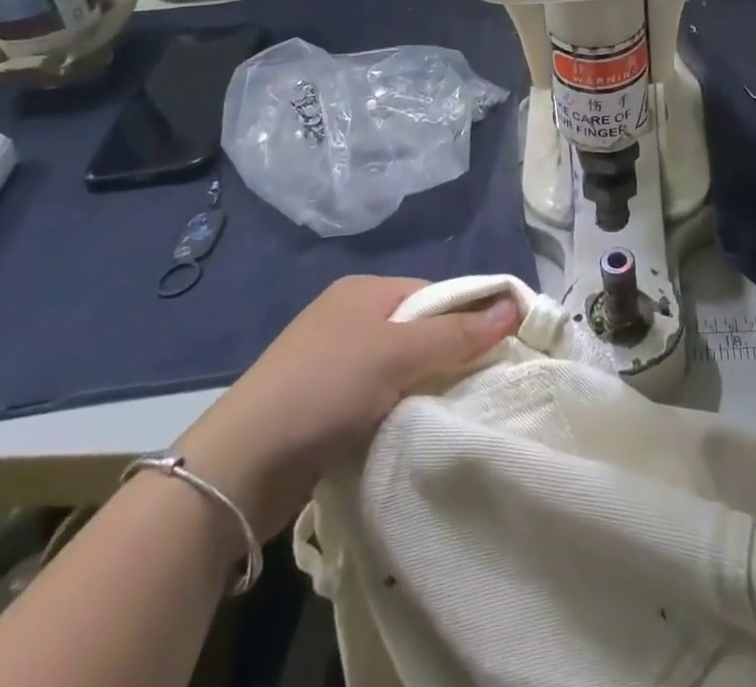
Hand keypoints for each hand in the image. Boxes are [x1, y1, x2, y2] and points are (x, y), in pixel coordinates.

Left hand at [173, 275, 519, 538]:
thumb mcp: (398, 354)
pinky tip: (413, 431)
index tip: (499, 350)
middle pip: (419, 330)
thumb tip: (514, 306)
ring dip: (424, 389)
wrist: (241, 465)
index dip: (469, 317)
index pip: (435, 293)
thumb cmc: (326, 387)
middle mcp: (349, 317)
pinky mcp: (323, 404)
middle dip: (448, 356)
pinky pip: (378, 398)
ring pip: (400, 368)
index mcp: (365, 290)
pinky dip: (398, 411)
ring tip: (454, 413)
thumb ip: (457, 334)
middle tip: (481, 387)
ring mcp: (333, 361)